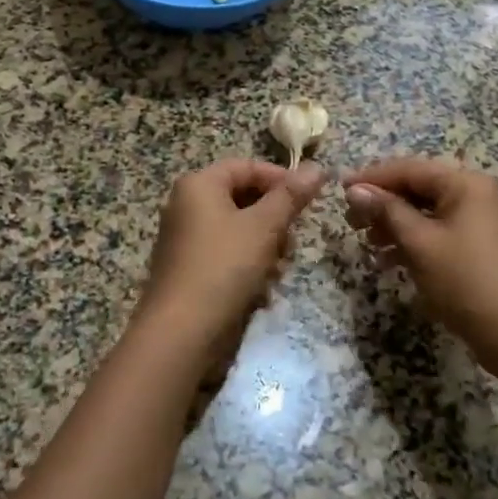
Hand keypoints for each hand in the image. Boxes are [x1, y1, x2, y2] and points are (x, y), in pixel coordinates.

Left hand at [134, 159, 325, 371]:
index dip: (281, 178)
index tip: (309, 199)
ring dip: (265, 246)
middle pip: (243, 198)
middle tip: (293, 241)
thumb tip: (317, 167)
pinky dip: (247, 265)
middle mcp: (187, 205)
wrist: (180, 332)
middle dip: (274, 219)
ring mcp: (185, 238)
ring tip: (278, 269)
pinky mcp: (189, 268)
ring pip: (238, 229)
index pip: (246, 166)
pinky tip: (262, 288)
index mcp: (199, 185)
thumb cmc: (223, 267)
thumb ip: (291, 196)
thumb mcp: (264, 227)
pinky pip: (226, 254)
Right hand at [343, 158, 497, 386]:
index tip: (339, 190)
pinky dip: (412, 242)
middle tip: (350, 221)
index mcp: (465, 184)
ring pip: (426, 212)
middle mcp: (474, 195)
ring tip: (366, 242)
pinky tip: (388, 260)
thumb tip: (355, 190)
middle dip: (382, 203)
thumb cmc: (466, 281)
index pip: (409, 169)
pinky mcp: (477, 248)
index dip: (372, 178)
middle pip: (418, 188)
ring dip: (394, 224)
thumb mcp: (420, 243)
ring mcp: (479, 222)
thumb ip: (387, 211)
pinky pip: (437, 233)